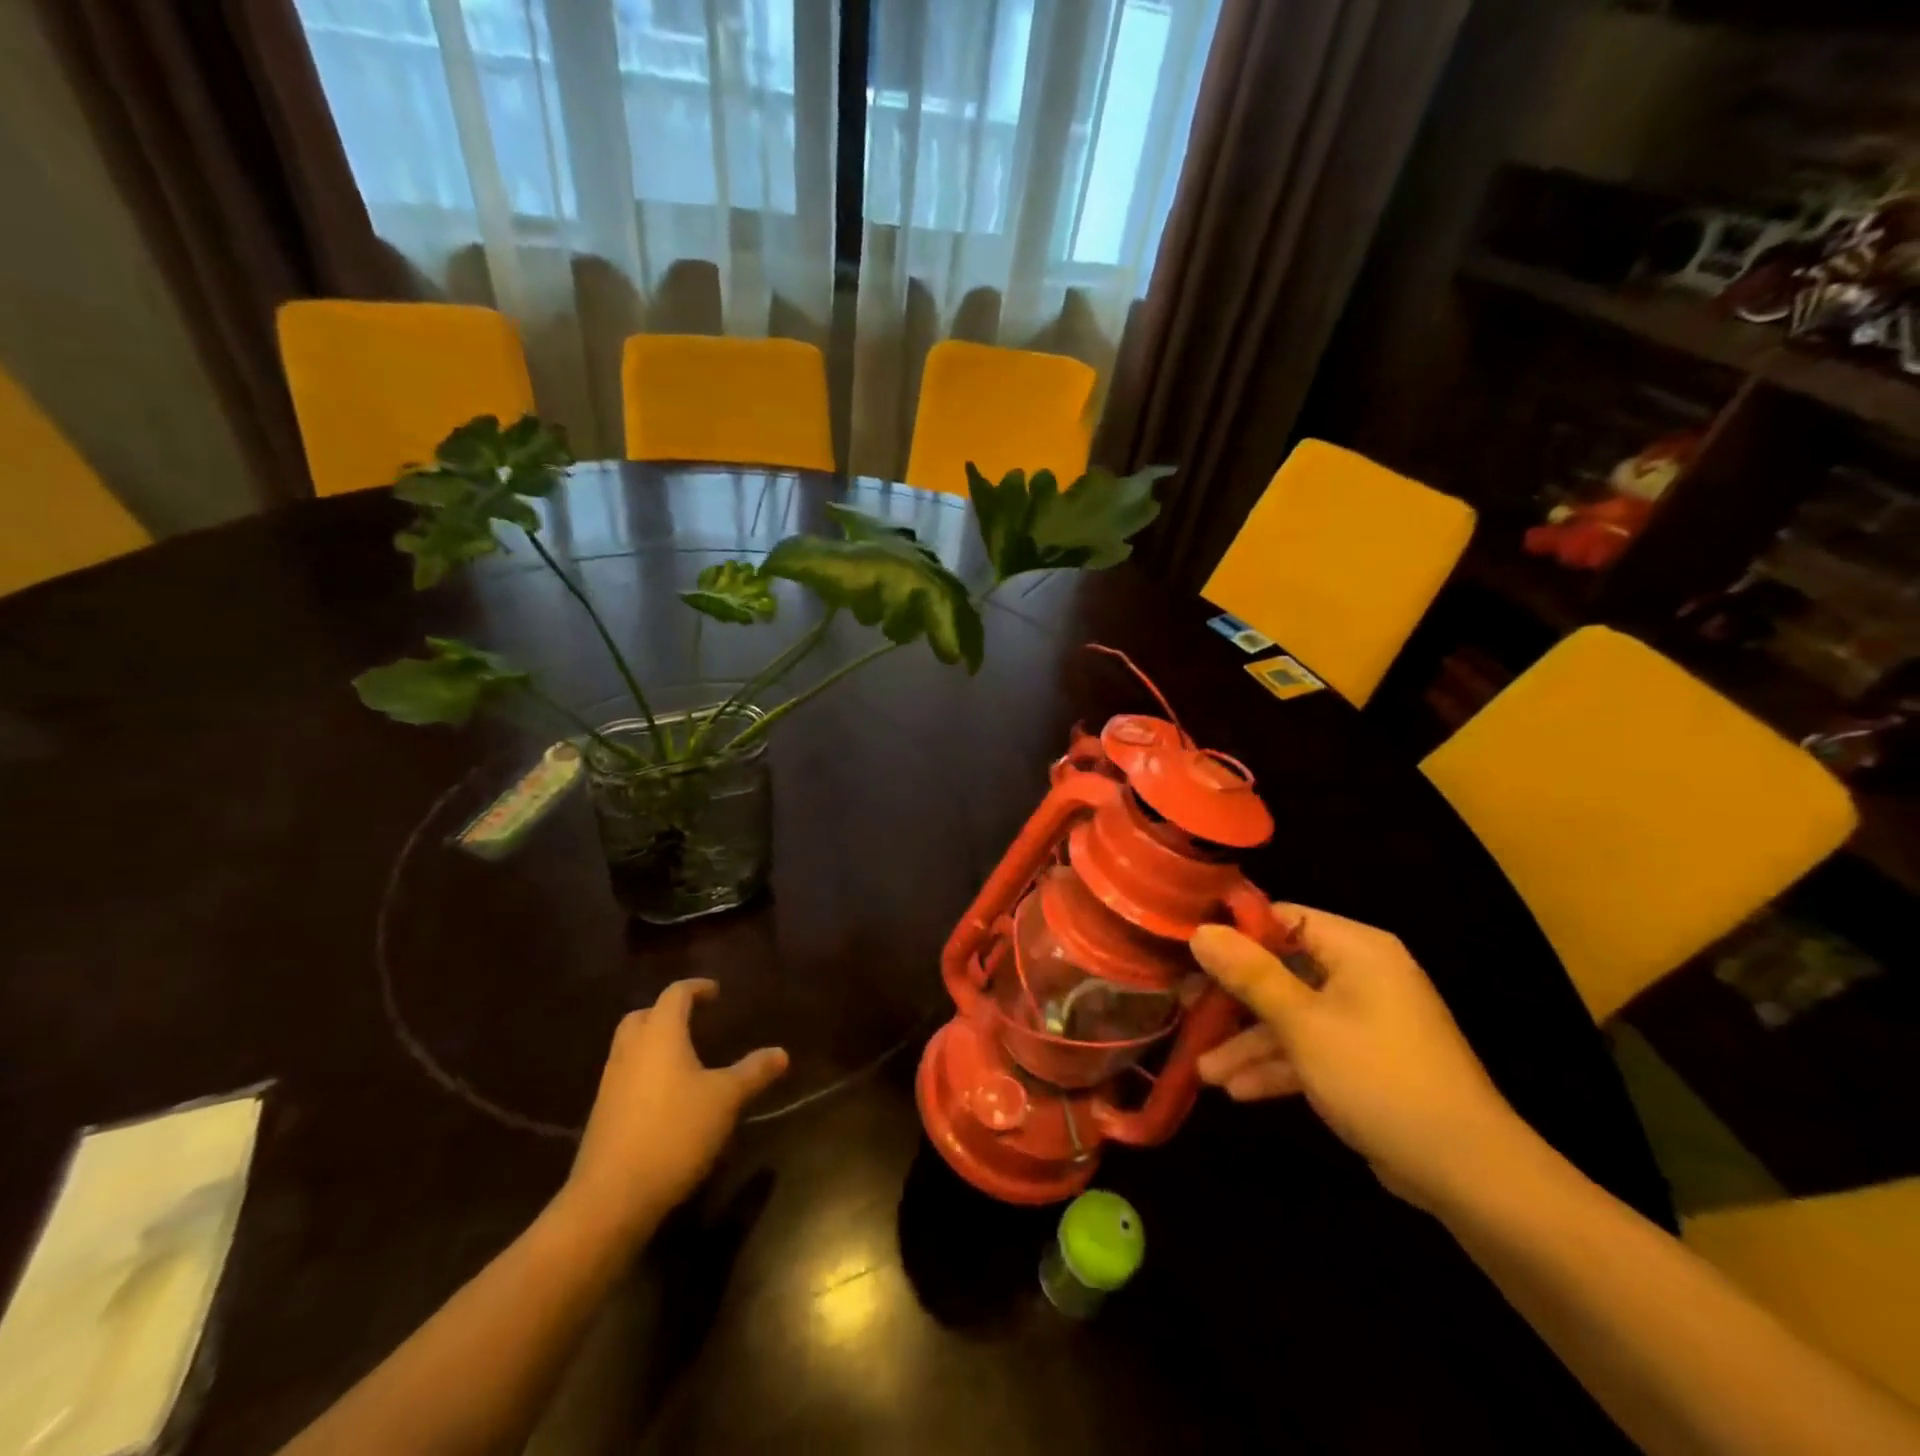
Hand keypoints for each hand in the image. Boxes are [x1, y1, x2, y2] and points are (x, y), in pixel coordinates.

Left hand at [558, 979, 787, 1245]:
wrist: (612, 1197)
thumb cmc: (675, 1132)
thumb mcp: (725, 1100)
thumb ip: (753, 1072)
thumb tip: (781, 1053)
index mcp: (660, 1034)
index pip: (675, 995)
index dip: (696, 988)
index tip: (715, 992)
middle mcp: (631, 1050)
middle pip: (643, 1016)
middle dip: (667, 1012)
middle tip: (693, 1020)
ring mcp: (611, 1083)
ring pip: (630, 1047)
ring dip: (653, 1043)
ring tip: (683, 1058)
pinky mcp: (602, 1114)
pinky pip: (624, 1076)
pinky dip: (645, 1072)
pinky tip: (666, 1096)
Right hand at [1191, 910, 1528, 1211]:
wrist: (1469, 1175)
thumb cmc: (1380, 1079)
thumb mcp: (1303, 1024)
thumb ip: (1249, 975)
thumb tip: (1200, 929)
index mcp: (1357, 949)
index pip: (1282, 918)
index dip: (1234, 933)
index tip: (1188, 952)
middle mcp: (1361, 974)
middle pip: (1281, 970)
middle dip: (1233, 1000)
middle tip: (1186, 1011)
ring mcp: (1364, 1019)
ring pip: (1291, 1016)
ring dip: (1249, 1043)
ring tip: (1204, 1072)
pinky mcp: (1365, 1059)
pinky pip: (1311, 1047)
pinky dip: (1278, 1065)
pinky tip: (1237, 1090)